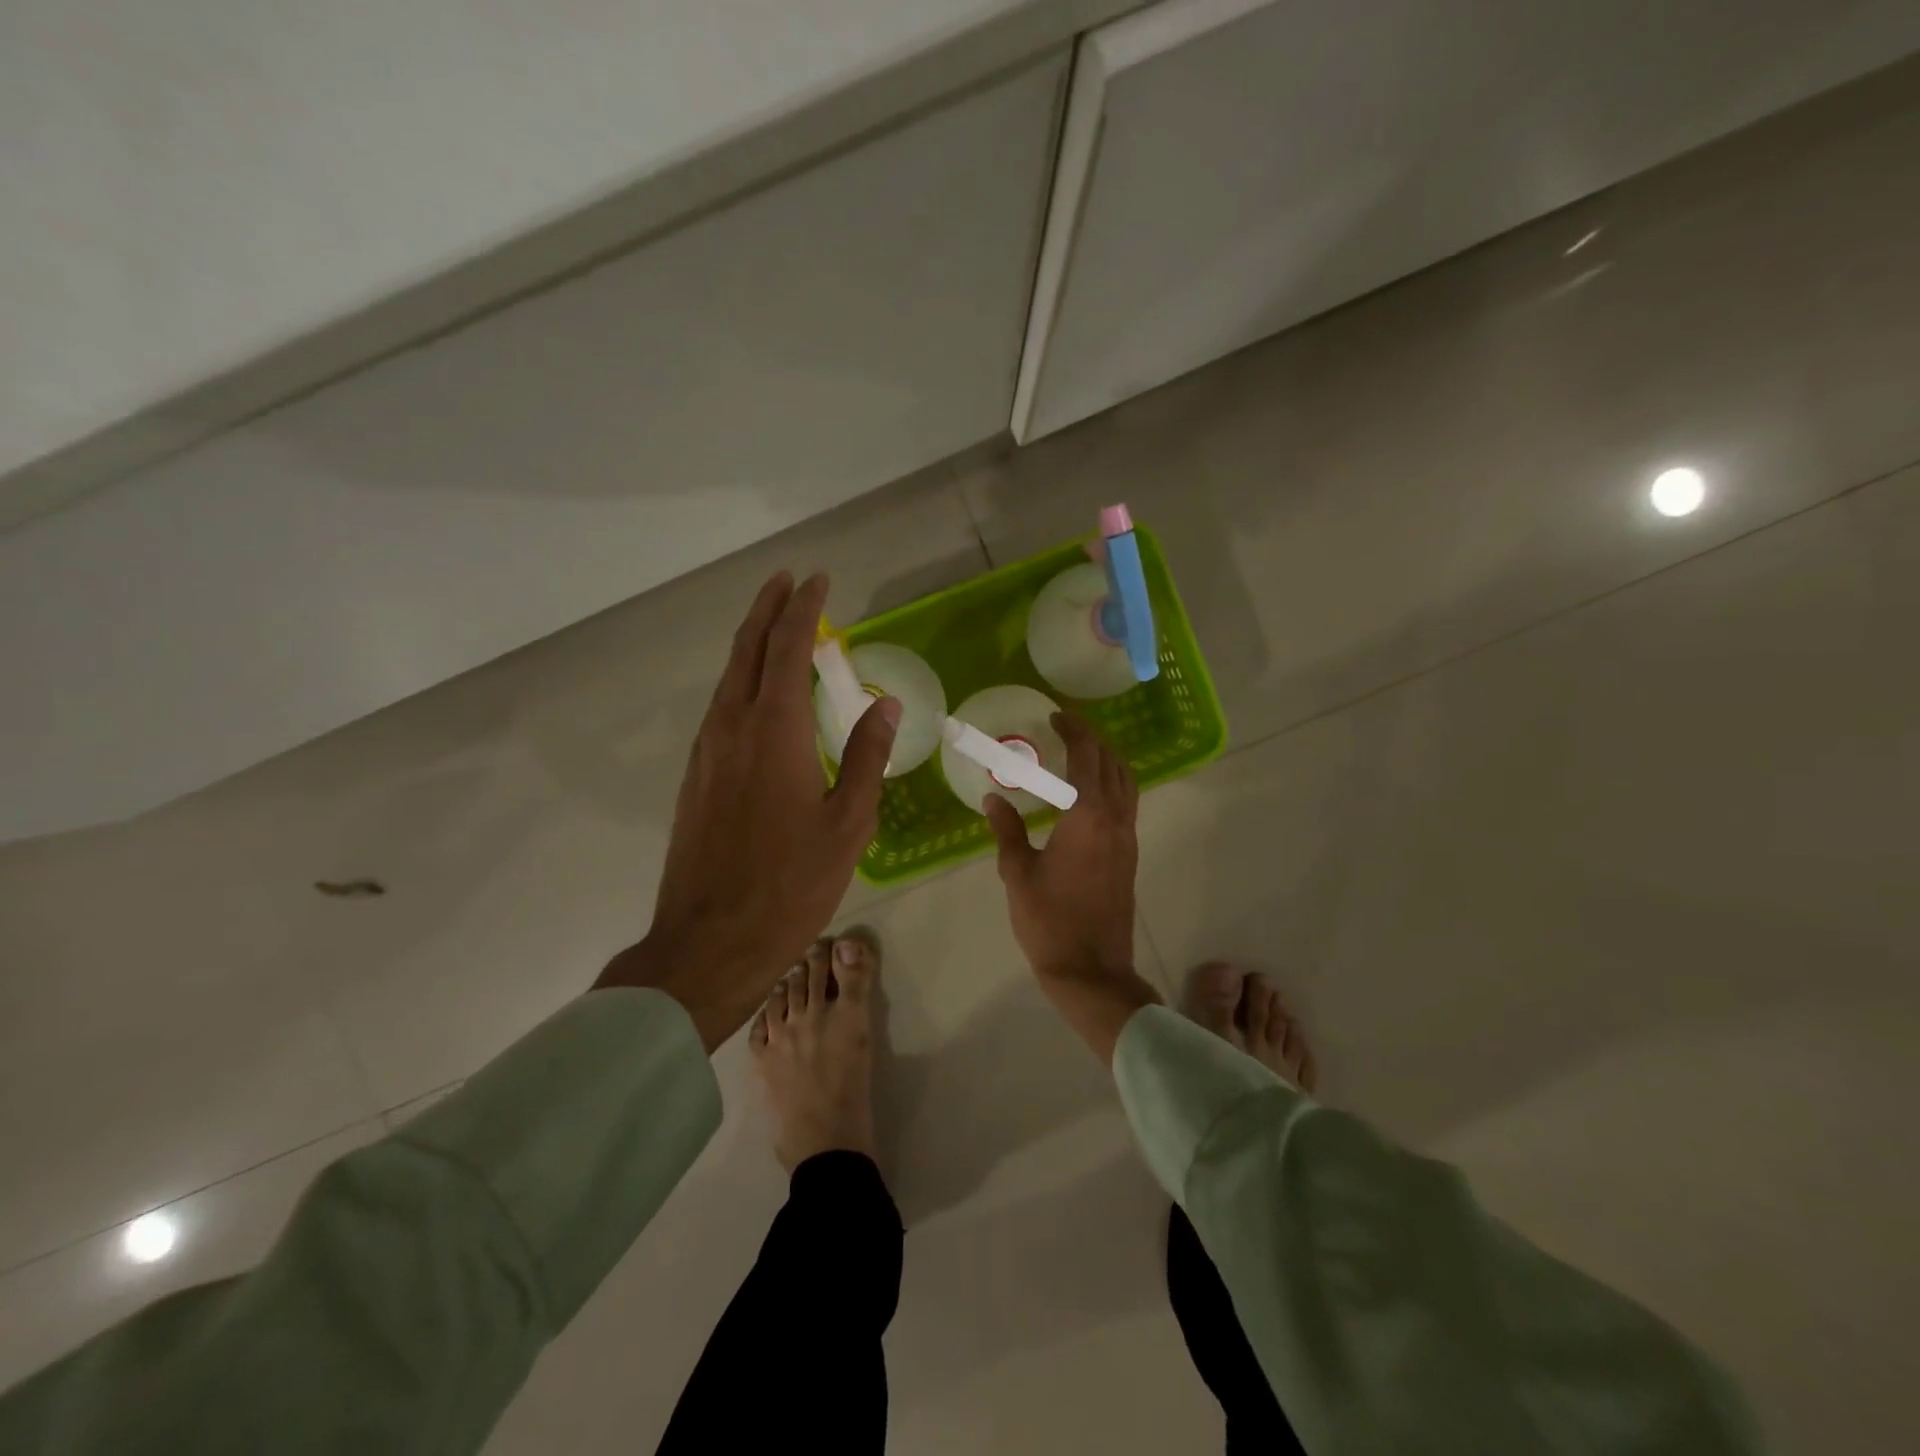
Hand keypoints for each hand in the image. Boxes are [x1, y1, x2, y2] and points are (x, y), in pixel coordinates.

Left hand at [596, 572, 899, 1049]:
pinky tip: (756, 692)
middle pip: (747, 651)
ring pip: (728, 679)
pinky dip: (742, 681)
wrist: (710, 941)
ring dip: (752, 644)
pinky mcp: (696, 776)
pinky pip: (720, 708)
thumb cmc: (792, 884)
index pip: (787, 650)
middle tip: (788, 582)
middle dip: (768, 610)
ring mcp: (706, 752)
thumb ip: (867, 755)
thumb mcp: (848, 822)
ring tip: (776, 626)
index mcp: (774, 732)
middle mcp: (731, 728)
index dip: (803, 610)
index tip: (818, 579)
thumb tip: (884, 702)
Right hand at [985, 713, 1160, 1062]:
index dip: (1074, 730)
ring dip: (1106, 760)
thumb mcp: (1018, 872)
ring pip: (1126, 783)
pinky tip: (1085, 794)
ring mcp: (1128, 839)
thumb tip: (994, 798)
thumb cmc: (1049, 920)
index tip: (1056, 715)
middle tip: (1064, 728)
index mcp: (1089, 816)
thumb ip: (1007, 829)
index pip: (1087, 756)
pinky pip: (1126, 804)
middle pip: (1113, 764)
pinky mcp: (1129, 856)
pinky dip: (1111, 784)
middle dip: (1092, 739)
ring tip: (1077, 754)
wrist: (1091, 969)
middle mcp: (1116, 820)